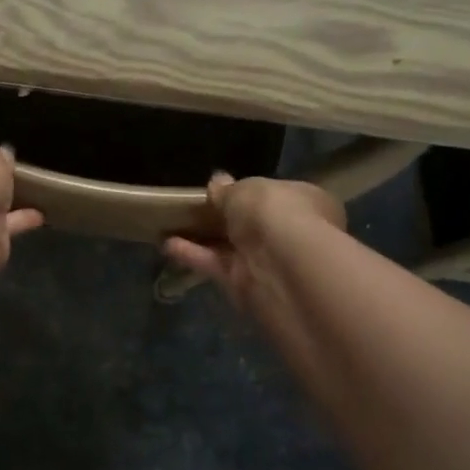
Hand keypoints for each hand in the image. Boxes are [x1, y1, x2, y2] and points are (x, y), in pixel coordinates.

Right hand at [163, 173, 344, 310]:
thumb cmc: (274, 212)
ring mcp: (268, 261)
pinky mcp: (245, 286)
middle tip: (192, 206)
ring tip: (170, 225)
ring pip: (231, 247)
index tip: (221, 188)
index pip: (277, 194)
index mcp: (303, 201)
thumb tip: (217, 183)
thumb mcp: (245, 189)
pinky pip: (215, 266)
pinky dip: (192, 255)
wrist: (283, 267)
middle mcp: (290, 232)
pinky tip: (166, 244)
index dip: (250, 192)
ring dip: (203, 238)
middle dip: (226, 218)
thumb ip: (227, 189)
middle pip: (252, 224)